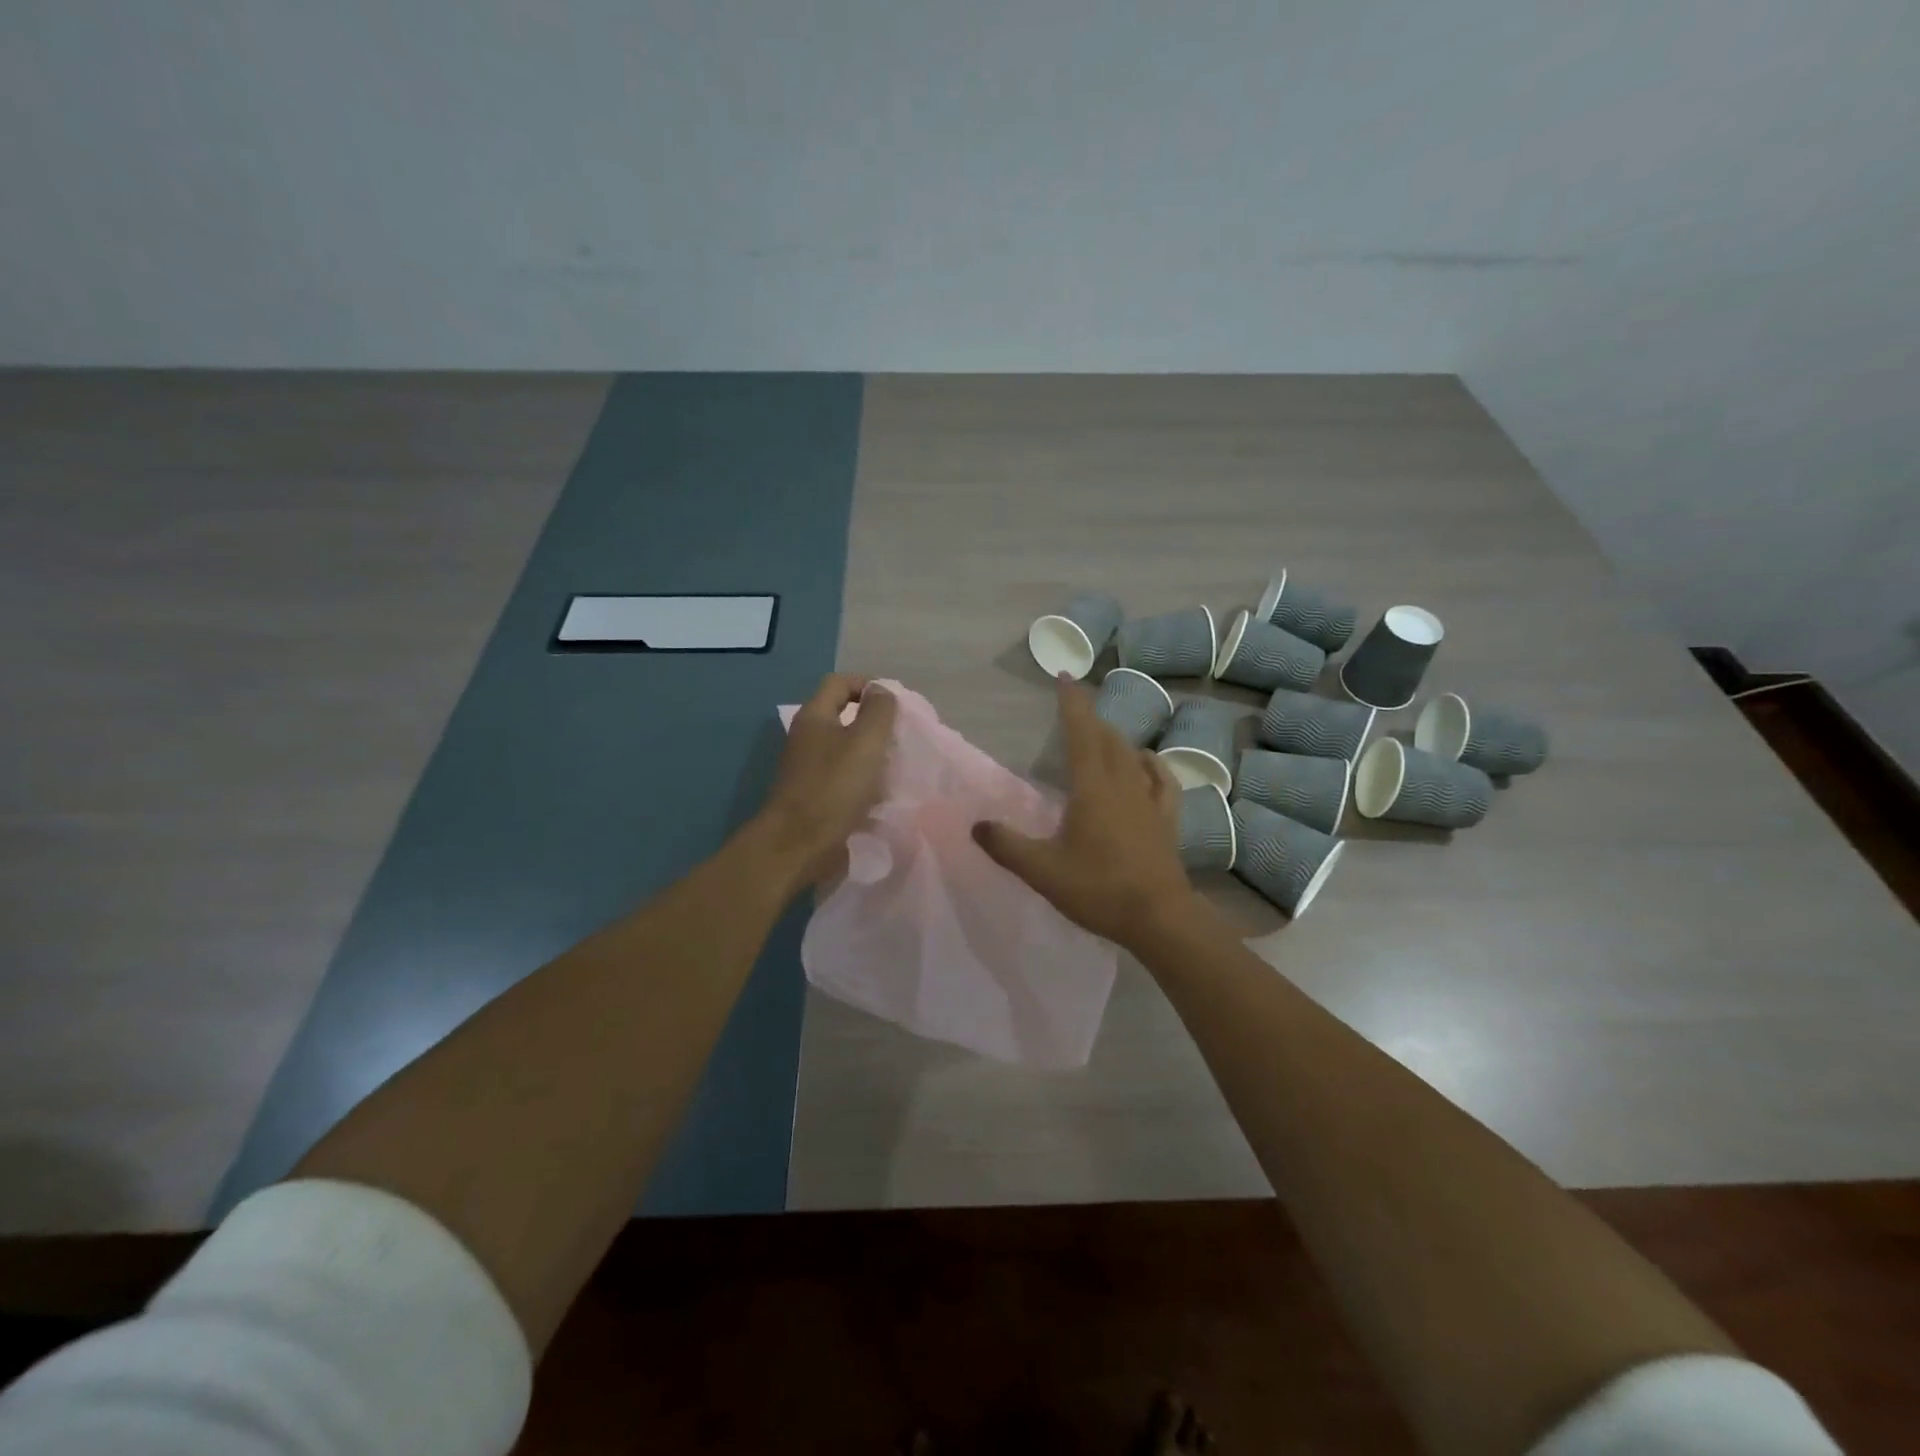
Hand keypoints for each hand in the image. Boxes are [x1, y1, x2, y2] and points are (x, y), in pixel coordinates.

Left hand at [754, 674, 896, 887]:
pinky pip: (842, 775)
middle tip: (900, 737)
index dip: (869, 685)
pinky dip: (861, 779)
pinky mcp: (812, 793)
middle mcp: (806, 736)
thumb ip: (879, 711)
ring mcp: (807, 766)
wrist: (798, 844)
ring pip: (845, 748)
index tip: (896, 706)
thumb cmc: (834, 788)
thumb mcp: (866, 742)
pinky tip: (878, 793)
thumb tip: (881, 691)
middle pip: (843, 715)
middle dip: (874, 723)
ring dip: (870, 754)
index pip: (840, 682)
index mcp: (815, 716)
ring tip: (894, 766)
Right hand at [973, 674, 1198, 948]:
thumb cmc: (1098, 889)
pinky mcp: (1167, 819)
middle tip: (1074, 708)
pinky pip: (1162, 780)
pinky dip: (1151, 764)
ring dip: (1115, 738)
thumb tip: (976, 825)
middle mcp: (1123, 784)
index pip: (1081, 732)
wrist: (1159, 918)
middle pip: (1107, 738)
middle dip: (1090, 717)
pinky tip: (1147, 762)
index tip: (1065, 675)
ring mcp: (1149, 800)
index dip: (1072, 703)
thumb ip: (1006, 845)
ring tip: (1101, 734)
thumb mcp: (1042, 871)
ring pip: (1132, 755)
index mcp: (1092, 788)